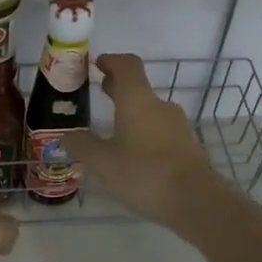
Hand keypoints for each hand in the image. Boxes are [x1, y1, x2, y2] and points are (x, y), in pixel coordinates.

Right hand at [66, 54, 238, 232]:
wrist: (195, 200)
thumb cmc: (144, 173)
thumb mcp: (103, 163)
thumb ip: (83, 146)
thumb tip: (67, 136)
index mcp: (137, 100)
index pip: (127, 65)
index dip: (111, 61)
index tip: (97, 64)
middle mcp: (160, 106)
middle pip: (138, 87)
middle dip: (118, 87)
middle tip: (101, 91)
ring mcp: (177, 126)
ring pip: (150, 111)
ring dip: (132, 113)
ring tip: (113, 129)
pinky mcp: (187, 146)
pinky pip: (160, 131)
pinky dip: (144, 132)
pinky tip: (133, 154)